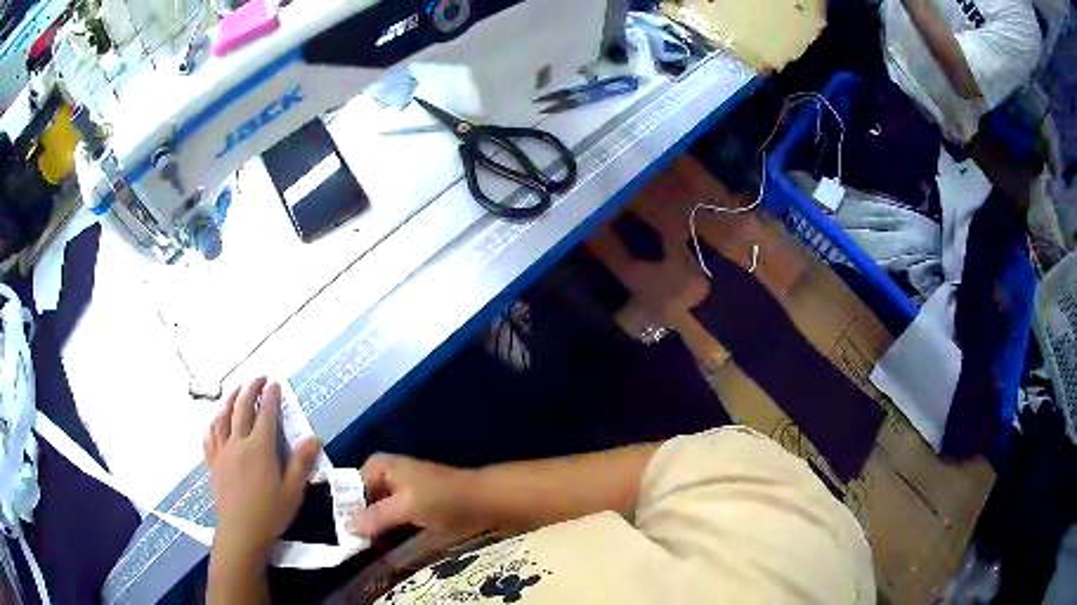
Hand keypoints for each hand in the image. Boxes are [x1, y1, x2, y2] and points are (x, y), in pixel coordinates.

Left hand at [204, 378, 321, 566]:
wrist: (241, 531)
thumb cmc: (270, 513)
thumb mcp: (293, 490)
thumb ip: (301, 462)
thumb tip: (315, 438)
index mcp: (260, 448)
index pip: (265, 413)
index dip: (270, 396)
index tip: (274, 382)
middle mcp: (238, 442)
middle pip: (241, 408)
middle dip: (250, 389)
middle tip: (258, 378)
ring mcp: (222, 451)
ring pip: (223, 417)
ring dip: (230, 399)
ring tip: (237, 390)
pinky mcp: (213, 461)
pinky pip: (210, 435)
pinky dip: (213, 423)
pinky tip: (216, 420)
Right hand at [347, 454, 482, 540]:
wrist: (482, 501)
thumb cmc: (442, 499)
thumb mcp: (405, 507)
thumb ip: (375, 516)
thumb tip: (345, 527)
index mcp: (378, 466)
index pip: (347, 488)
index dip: (342, 509)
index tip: (337, 534)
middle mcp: (384, 474)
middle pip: (360, 499)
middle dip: (355, 520)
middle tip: (347, 544)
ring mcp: (397, 490)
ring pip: (373, 510)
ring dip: (369, 527)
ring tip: (359, 548)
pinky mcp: (410, 505)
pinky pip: (388, 517)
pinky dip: (383, 529)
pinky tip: (378, 545)